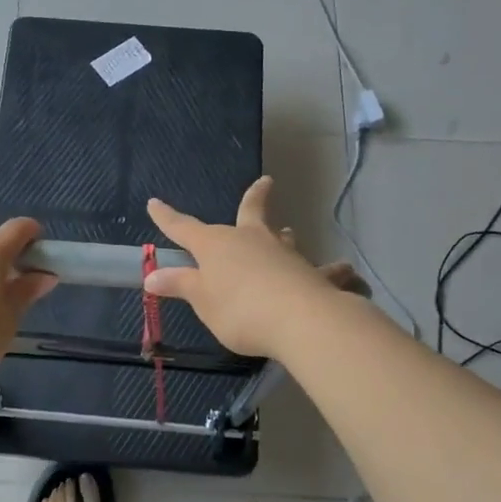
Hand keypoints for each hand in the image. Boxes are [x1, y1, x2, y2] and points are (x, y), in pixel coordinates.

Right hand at [145, 178, 361, 356]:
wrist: (298, 320)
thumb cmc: (239, 308)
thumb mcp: (202, 300)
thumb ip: (180, 285)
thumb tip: (152, 275)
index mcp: (217, 245)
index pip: (184, 228)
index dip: (167, 218)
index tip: (154, 203)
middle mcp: (252, 240)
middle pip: (251, 212)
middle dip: (255, 197)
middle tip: (267, 181)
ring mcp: (285, 254)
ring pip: (285, 239)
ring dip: (284, 236)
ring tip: (288, 232)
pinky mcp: (314, 275)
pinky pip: (326, 272)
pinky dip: (335, 273)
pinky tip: (348, 274)